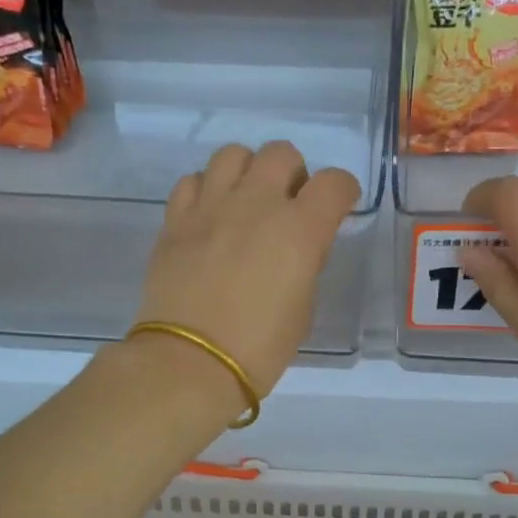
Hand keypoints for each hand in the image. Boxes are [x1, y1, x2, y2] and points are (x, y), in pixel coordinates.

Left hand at [132, 141, 360, 405]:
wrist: (191, 364)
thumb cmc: (259, 348)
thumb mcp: (303, 308)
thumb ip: (305, 264)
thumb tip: (297, 246)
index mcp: (300, 230)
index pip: (334, 183)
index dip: (342, 191)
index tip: (338, 207)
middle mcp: (256, 204)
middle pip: (281, 153)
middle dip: (293, 173)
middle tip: (288, 205)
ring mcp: (210, 207)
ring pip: (233, 154)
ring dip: (248, 171)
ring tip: (245, 202)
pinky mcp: (175, 220)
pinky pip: (192, 180)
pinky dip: (206, 190)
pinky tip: (209, 216)